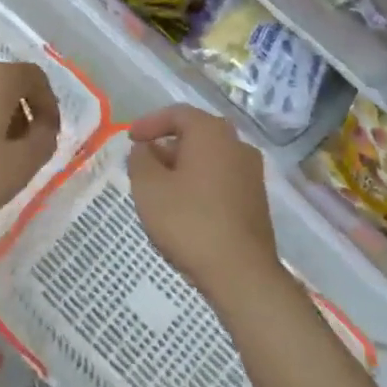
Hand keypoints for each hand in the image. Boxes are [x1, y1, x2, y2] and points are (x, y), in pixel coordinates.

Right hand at [127, 105, 283, 304]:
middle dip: (166, 146)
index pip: (177, 113)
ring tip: (160, 190)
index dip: (150, 123)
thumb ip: (140, 159)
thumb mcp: (149, 188)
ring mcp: (251, 173)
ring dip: (183, 167)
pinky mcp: (256, 200)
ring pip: (209, 158)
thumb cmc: (189, 221)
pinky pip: (221, 179)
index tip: (130, 140)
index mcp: (212, 132)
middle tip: (143, 164)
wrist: (241, 273)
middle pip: (196, 135)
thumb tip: (145, 148)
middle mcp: (237, 145)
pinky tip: (184, 208)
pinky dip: (200, 184)